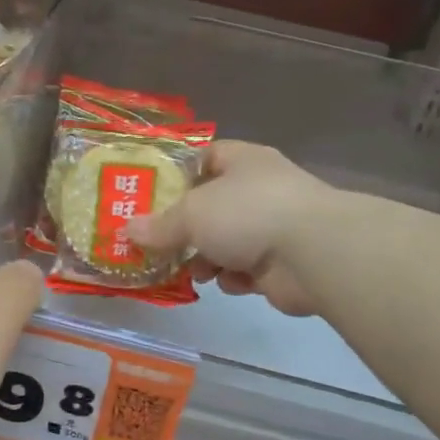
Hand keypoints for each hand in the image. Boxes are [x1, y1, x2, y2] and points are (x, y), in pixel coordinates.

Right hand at [126, 141, 336, 316]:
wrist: (313, 253)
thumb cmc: (247, 213)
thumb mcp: (191, 214)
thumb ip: (159, 225)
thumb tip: (127, 230)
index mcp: (242, 161)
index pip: (205, 157)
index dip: (177, 174)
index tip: (151, 196)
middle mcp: (259, 189)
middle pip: (211, 205)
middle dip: (185, 228)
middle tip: (158, 244)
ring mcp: (273, 226)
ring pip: (226, 241)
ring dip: (207, 258)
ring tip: (192, 270)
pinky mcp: (281, 263)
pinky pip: (245, 269)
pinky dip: (234, 277)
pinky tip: (227, 282)